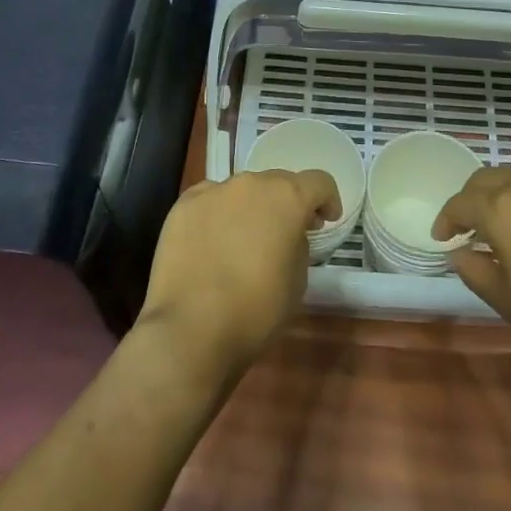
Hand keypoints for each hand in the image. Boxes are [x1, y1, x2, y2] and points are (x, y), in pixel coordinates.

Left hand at [137, 169, 339, 383]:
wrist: (190, 329)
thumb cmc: (256, 309)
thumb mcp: (298, 280)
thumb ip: (298, 244)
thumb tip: (287, 235)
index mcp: (287, 198)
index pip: (319, 182)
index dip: (328, 200)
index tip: (326, 220)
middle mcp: (251, 184)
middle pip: (278, 182)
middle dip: (287, 203)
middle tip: (287, 232)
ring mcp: (213, 191)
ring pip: (242, 191)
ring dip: (251, 208)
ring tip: (244, 240)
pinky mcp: (183, 206)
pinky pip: (210, 201)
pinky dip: (218, 214)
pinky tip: (213, 242)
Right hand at [435, 162, 510, 375]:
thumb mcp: (508, 301)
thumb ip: (475, 271)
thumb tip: (459, 253)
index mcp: (501, 209)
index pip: (461, 203)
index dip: (446, 219)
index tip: (443, 239)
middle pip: (486, 178)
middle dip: (470, 198)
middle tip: (468, 226)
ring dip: (500, 188)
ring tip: (501, 215)